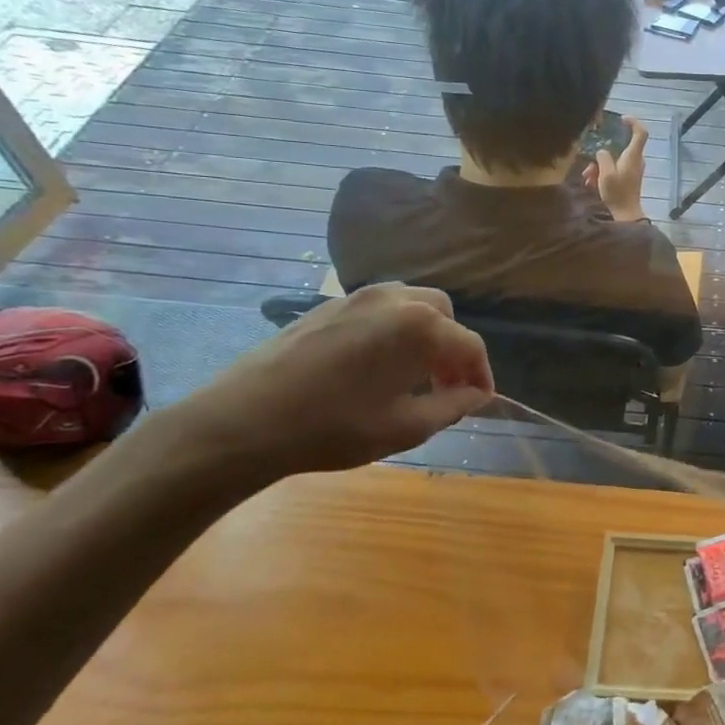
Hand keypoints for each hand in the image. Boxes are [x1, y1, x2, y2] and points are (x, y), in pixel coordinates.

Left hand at [166, 284, 493, 485]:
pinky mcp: (327, 306)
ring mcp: (357, 297)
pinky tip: (375, 365)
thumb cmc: (335, 427)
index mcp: (421, 327)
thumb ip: (453, 407)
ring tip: (412, 374)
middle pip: (444, 316)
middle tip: (444, 386)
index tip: (479, 402)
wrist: (244, 421)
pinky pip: (378, 310)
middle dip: (452, 348)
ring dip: (424, 335)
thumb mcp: (407, 427)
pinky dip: (392, 330)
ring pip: (411, 306)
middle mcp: (395, 299)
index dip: (481, 375)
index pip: (470, 345)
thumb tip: (476, 395)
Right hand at [584, 116, 647, 222]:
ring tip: (588, 179)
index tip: (622, 119)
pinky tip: (592, 184)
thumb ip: (603, 157)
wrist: (625, 214)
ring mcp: (632, 170)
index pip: (641, 132)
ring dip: (599, 167)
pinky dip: (602, 175)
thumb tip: (602, 152)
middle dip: (601, 155)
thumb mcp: (606, 173)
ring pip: (613, 160)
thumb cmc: (617, 192)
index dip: (633, 122)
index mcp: (633, 156)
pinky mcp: (628, 178)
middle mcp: (635, 160)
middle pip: (619, 148)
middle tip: (589, 167)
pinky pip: (614, 170)